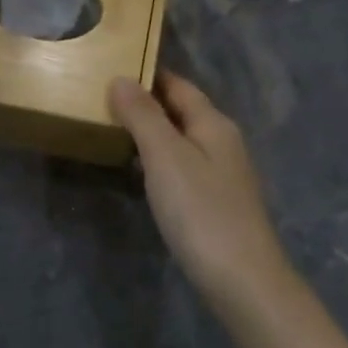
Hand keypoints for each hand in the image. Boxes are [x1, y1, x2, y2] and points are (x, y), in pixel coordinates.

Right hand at [110, 71, 295, 312]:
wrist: (242, 280)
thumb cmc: (201, 211)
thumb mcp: (166, 157)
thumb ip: (143, 116)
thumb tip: (121, 78)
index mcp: (214, 124)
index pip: (179, 86)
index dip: (149, 75)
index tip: (114, 67)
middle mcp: (223, 142)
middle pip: (183, 111)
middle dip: (148, 103)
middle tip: (104, 98)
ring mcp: (223, 175)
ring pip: (183, 141)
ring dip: (153, 132)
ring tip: (115, 130)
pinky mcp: (217, 203)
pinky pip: (184, 167)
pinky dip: (161, 160)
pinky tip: (143, 173)